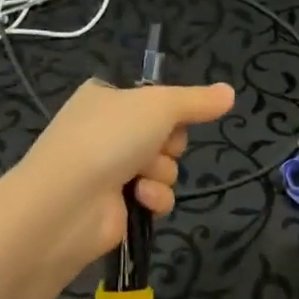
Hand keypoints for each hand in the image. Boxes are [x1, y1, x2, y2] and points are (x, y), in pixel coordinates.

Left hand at [12, 77, 235, 281]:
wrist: (67, 202)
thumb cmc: (110, 137)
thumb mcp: (159, 105)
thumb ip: (197, 101)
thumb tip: (230, 92)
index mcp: (105, 97)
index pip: (152, 98)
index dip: (170, 109)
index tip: (176, 115)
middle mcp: (105, 131)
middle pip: (164, 134)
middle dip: (168, 143)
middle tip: (157, 144)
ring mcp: (108, 169)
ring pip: (164, 166)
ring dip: (162, 172)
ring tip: (141, 175)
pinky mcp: (115, 206)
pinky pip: (155, 196)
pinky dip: (154, 197)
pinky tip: (140, 198)